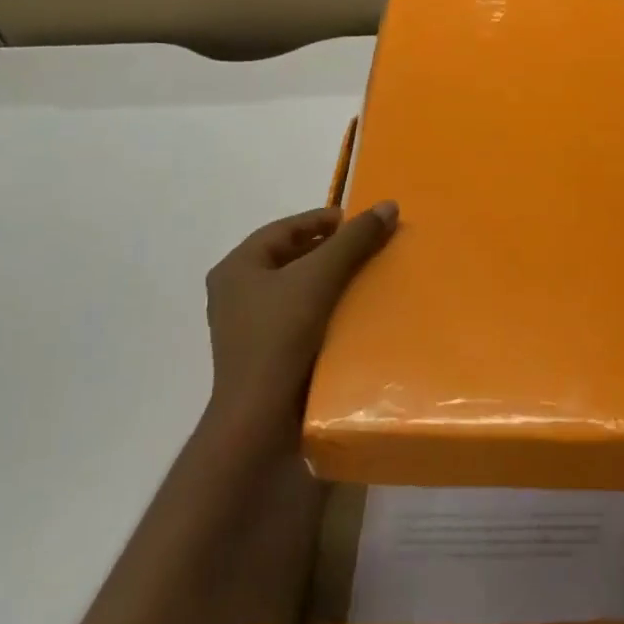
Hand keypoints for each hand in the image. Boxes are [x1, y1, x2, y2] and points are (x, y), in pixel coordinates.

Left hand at [204, 202, 397, 451]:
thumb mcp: (320, 277)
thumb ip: (354, 240)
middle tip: (368, 247)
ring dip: (328, 279)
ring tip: (365, 276)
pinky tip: (349, 311)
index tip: (360, 222)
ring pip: (295, 287)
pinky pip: (297, 315)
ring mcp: (246, 325)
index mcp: (237, 267)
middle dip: (330, 249)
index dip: (324, 220)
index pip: (285, 229)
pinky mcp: (263, 352)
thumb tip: (388, 205)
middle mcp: (235, 292)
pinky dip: (323, 306)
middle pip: (290, 256)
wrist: (260, 418)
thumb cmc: (282, 336)